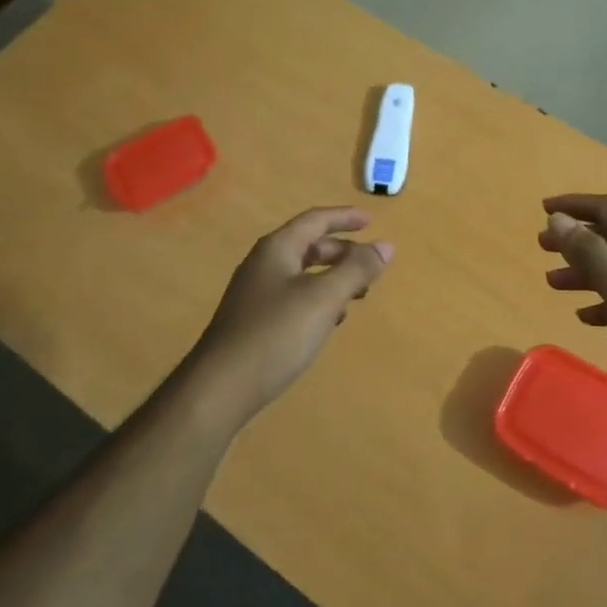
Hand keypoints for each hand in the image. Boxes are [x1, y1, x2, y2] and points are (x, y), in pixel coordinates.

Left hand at [185, 207, 392, 425]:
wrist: (219, 389)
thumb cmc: (275, 334)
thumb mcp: (324, 298)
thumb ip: (356, 270)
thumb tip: (386, 246)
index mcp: (277, 249)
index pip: (315, 220)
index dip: (344, 218)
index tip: (371, 221)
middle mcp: (264, 265)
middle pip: (309, 246)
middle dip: (342, 252)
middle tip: (371, 266)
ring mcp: (256, 295)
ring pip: (302, 275)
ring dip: (332, 278)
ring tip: (358, 295)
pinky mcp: (255, 322)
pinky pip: (294, 298)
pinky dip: (318, 301)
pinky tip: (330, 321)